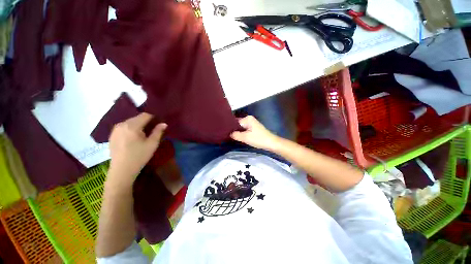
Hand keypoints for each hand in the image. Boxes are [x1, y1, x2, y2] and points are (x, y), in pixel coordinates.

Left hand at [108, 113, 166, 184]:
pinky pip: (124, 127)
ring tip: (143, 135)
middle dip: (146, 122)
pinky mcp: (112, 135)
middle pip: (137, 118)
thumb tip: (164, 123)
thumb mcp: (152, 144)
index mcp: (132, 126)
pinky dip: (131, 129)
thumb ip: (158, 131)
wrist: (122, 170)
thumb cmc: (139, 156)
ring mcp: (115, 129)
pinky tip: (134, 139)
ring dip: (138, 125)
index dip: (154, 118)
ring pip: (130, 122)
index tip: (159, 124)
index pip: (145, 115)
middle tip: (152, 131)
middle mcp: (122, 124)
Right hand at [230, 116, 280, 150]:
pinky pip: (244, 130)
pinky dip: (241, 133)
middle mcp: (249, 119)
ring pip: (241, 128)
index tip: (224, 132)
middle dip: (233, 130)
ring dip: (237, 132)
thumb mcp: (245, 137)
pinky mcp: (253, 128)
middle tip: (226, 135)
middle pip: (237, 124)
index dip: (229, 127)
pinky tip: (237, 137)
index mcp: (247, 119)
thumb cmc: (259, 139)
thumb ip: (235, 135)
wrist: (271, 143)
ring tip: (230, 137)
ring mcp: (252, 124)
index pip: (234, 121)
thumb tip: (229, 134)